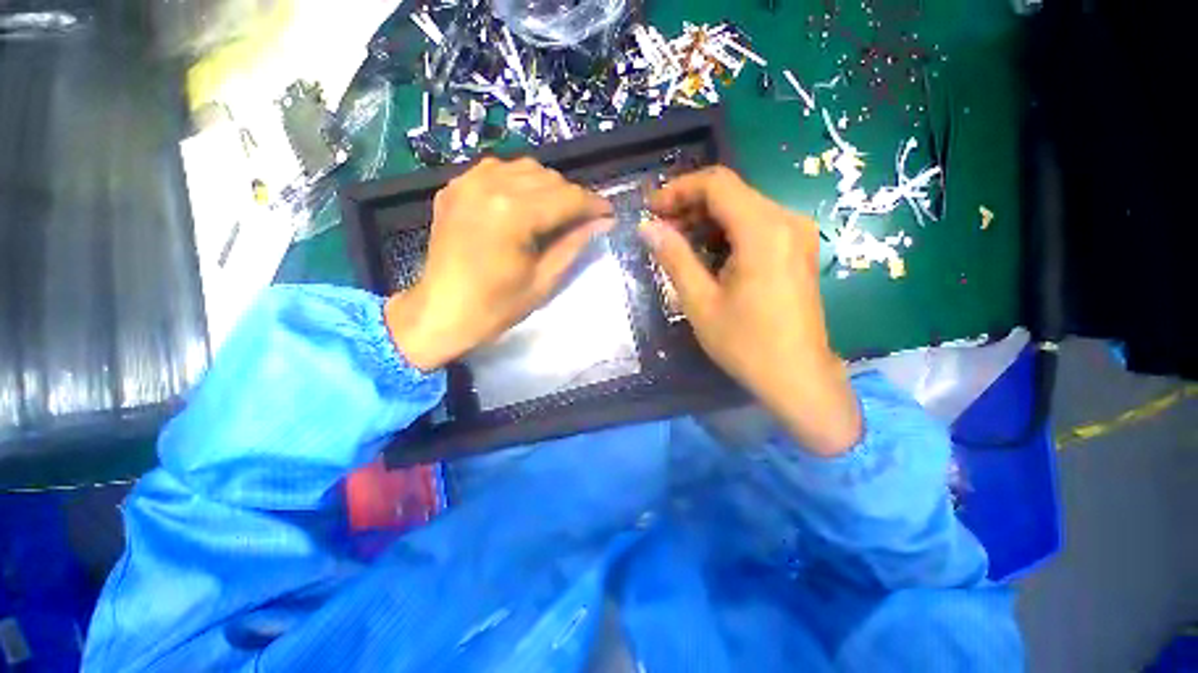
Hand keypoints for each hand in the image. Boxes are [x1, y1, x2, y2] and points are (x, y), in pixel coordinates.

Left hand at [385, 157, 612, 370]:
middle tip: (582, 221)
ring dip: (547, 187)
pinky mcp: (455, 187)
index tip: (609, 214)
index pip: (567, 197)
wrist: (440, 312)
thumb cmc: (495, 307)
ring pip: (525, 168)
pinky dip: (518, 183)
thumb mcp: (543, 280)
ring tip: (555, 213)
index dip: (593, 204)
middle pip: (548, 178)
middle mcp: (489, 185)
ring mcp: (468, 182)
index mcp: (513, 213)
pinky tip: (522, 205)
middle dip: (572, 197)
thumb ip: (573, 244)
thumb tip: (602, 222)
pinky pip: (497, 171)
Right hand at [642, 166, 860, 455]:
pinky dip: (726, 233)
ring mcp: (796, 234)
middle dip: (690, 205)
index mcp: (763, 231)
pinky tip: (706, 254)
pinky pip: (756, 226)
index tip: (652, 209)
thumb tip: (647, 228)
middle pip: (731, 193)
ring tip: (677, 243)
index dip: (679, 189)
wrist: (798, 377)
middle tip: (659, 229)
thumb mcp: (700, 301)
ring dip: (706, 220)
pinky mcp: (797, 249)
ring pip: (742, 208)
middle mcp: (786, 221)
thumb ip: (674, 257)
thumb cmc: (745, 344)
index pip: (717, 184)